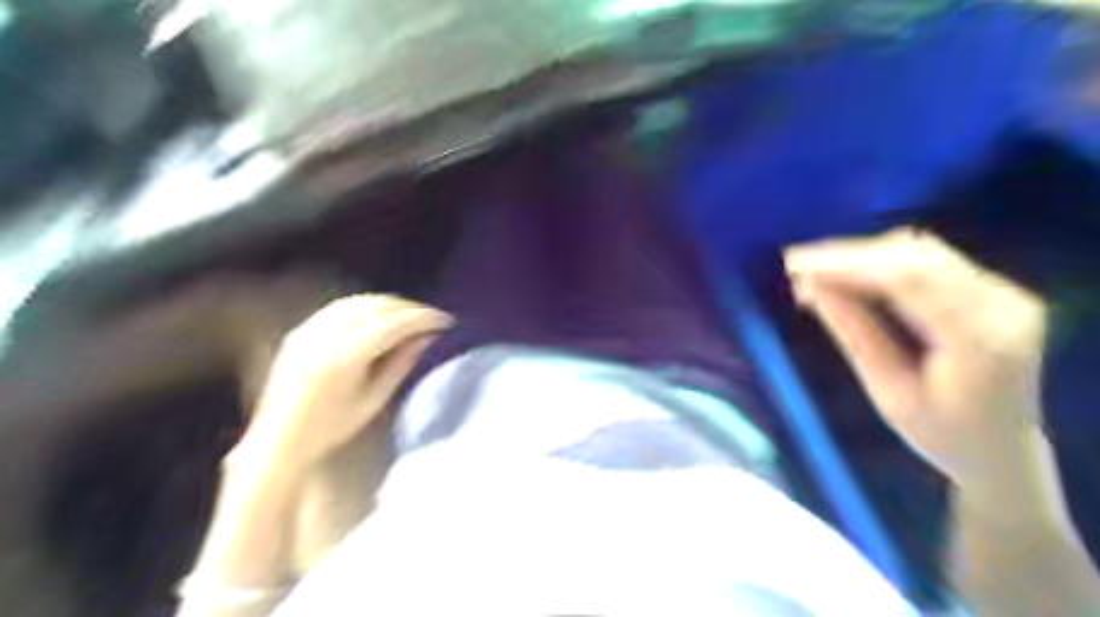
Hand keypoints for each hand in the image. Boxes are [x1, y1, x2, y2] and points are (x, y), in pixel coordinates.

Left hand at [237, 293, 450, 472]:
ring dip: (391, 303)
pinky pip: (341, 306)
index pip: (391, 324)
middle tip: (433, 317)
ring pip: (359, 301)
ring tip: (412, 314)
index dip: (422, 318)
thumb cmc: (331, 429)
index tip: (445, 321)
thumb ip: (401, 363)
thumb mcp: (374, 400)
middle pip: (377, 306)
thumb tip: (428, 336)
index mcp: (342, 359)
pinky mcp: (301, 330)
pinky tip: (381, 313)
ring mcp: (308, 330)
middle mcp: (323, 337)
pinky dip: (367, 304)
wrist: (278, 440)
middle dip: (410, 308)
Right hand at [782, 230, 1045, 493]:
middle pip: (916, 256)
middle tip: (796, 266)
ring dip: (863, 255)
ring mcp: (1003, 293)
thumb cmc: (940, 435)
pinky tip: (848, 274)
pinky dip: (881, 262)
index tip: (795, 264)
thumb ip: (854, 334)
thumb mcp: (887, 392)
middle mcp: (1003, 305)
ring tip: (814, 271)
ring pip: (921, 251)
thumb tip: (810, 287)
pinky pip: (929, 260)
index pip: (908, 279)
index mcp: (981, 341)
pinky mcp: (991, 290)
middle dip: (849, 255)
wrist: (1002, 450)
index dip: (847, 264)